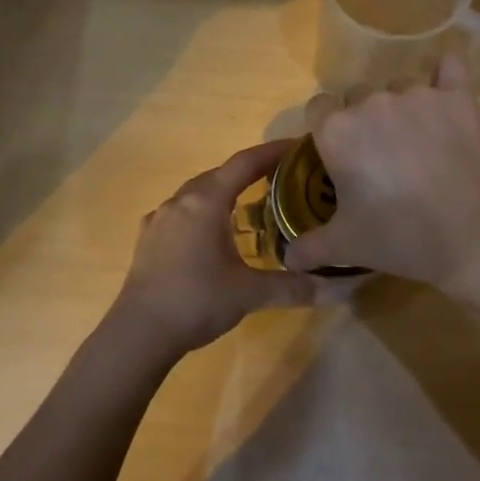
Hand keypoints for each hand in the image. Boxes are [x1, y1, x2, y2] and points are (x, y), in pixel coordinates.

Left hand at [108, 141, 319, 363]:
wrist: (139, 333)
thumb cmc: (196, 301)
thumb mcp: (250, 294)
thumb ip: (294, 287)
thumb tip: (340, 290)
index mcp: (206, 202)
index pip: (244, 163)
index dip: (272, 152)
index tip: (298, 147)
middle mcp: (181, 201)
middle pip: (220, 174)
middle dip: (249, 172)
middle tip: (281, 178)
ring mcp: (160, 218)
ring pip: (197, 192)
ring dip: (223, 191)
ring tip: (249, 203)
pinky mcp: (148, 238)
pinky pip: (181, 212)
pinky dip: (201, 211)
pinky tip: (210, 231)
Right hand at [285, 55, 479, 288]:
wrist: (471, 233)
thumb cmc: (399, 236)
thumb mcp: (346, 246)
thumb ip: (310, 246)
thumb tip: (288, 258)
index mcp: (336, 130)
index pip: (318, 107)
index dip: (326, 128)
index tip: (340, 155)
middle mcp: (370, 103)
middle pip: (357, 96)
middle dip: (364, 119)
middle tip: (380, 157)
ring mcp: (415, 95)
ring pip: (398, 88)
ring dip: (401, 108)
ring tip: (418, 143)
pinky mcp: (455, 97)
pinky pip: (448, 69)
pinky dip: (445, 78)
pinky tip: (446, 97)